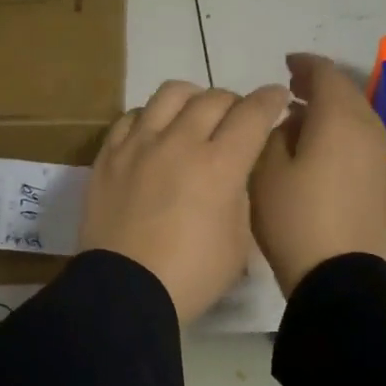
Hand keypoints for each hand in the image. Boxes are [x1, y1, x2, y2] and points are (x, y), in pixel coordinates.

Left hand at [79, 79, 290, 322]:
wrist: (125, 291)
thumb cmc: (191, 276)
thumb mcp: (238, 242)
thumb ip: (240, 196)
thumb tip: (232, 173)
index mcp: (219, 165)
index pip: (253, 113)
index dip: (271, 100)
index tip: (276, 98)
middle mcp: (179, 142)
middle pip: (213, 98)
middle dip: (234, 103)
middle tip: (236, 121)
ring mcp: (139, 145)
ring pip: (170, 94)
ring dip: (192, 99)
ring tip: (193, 117)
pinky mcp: (108, 156)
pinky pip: (131, 116)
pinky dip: (150, 117)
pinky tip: (154, 134)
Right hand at [249, 53, 385, 297]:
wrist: (339, 275)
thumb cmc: (294, 218)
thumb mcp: (266, 171)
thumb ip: (276, 134)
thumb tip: (293, 122)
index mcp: (340, 119)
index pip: (326, 73)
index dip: (304, 64)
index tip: (285, 64)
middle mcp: (369, 130)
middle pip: (346, 94)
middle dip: (318, 86)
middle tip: (291, 88)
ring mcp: (381, 159)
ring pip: (356, 119)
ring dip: (330, 112)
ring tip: (301, 120)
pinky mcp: (383, 184)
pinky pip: (361, 144)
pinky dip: (341, 135)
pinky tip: (320, 152)